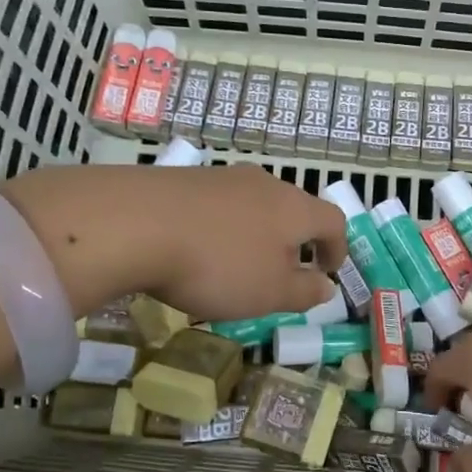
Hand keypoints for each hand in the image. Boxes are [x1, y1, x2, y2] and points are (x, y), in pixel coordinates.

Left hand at [0, 164, 346, 321]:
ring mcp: (221, 178)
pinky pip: (217, 206)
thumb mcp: (269, 292)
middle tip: (284, 270)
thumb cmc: (218, 265)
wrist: (134, 223)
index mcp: (294, 208)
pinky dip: (220, 228)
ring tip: (238, 264)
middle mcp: (264, 184)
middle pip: (293, 208)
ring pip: (253, 205)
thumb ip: (303, 291)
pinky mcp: (183, 180)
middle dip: (294, 240)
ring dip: (256, 234)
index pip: (332, 221)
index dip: (337, 247)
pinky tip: (198, 250)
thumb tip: (326, 287)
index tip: (329, 271)